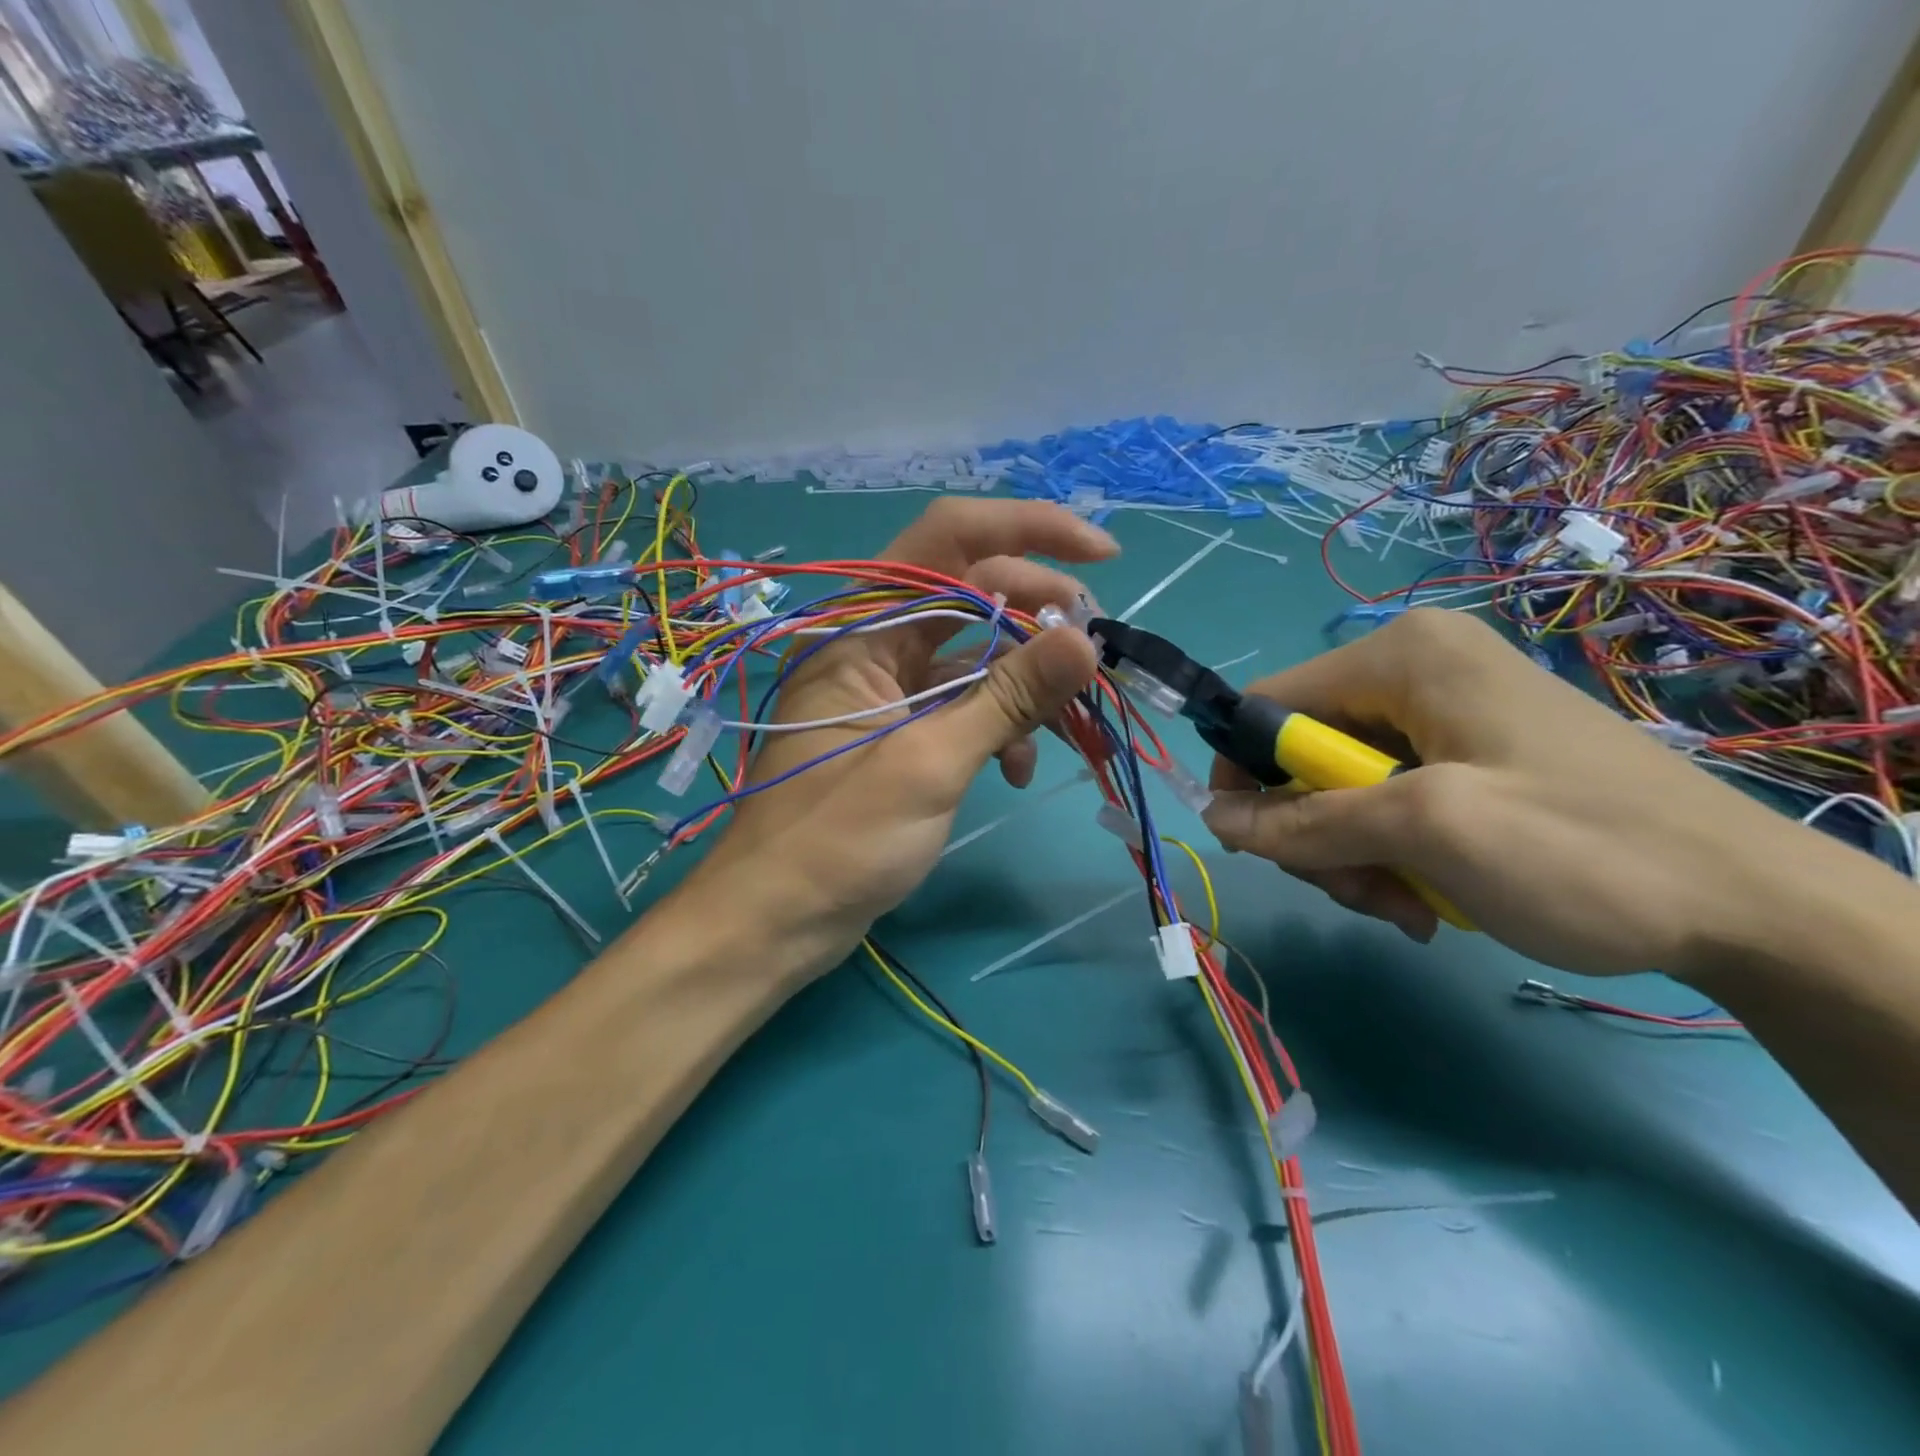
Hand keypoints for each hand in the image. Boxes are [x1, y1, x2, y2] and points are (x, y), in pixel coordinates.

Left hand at [688, 499, 1112, 968]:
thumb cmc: (839, 840)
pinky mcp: (900, 734)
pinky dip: (997, 727)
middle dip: (1038, 616)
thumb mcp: (930, 763)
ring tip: (1069, 720)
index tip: (1101, 556)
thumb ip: (1008, 697)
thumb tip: (1086, 640)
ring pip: (974, 656)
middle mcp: (873, 646)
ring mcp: (887, 692)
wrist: (776, 921)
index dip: (1028, 532)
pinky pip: (961, 707)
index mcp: (863, 629)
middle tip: (1094, 649)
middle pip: (971, 594)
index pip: (949, 540)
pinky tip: (1015, 771)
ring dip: (1024, 682)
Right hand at [1199, 609, 1859, 979]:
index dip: (1245, 773)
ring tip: (1406, 904)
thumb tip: (1212, 819)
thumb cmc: (1580, 849)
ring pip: (1342, 788)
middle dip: (1318, 831)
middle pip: (1304, 754)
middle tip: (1360, 889)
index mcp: (1400, 656)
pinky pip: (1388, 801)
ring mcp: (1445, 715)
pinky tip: (1431, 896)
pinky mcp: (1469, 755)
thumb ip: (1304, 822)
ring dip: (1356, 854)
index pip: (1268, 704)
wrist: (1753, 908)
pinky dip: (1392, 853)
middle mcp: (1416, 670)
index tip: (1256, 844)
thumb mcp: (1425, 832)